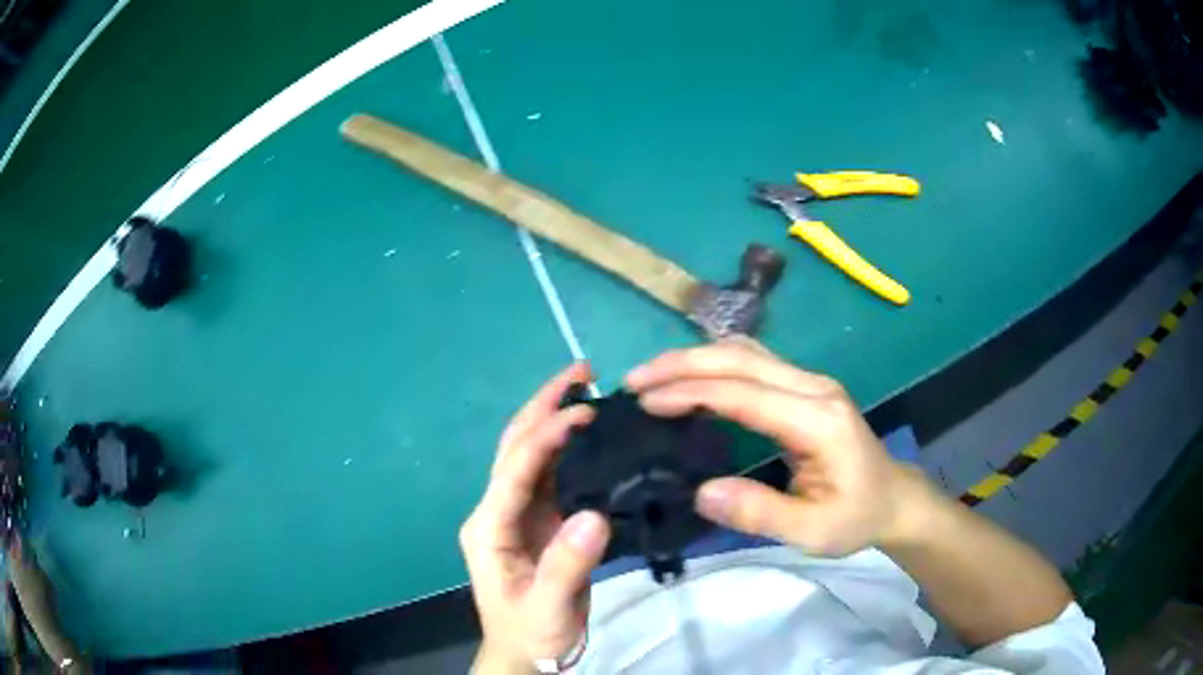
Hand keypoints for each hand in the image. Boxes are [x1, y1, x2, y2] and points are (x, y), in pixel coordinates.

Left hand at [461, 362, 610, 671]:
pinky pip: (551, 475)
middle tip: (582, 370)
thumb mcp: (549, 606)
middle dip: (543, 404)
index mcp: (490, 526)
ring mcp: (516, 514)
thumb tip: (593, 514)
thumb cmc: (532, 632)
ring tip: (589, 389)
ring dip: (555, 417)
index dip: (547, 435)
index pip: (516, 469)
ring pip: (532, 454)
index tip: (585, 411)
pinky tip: (592, 434)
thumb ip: (567, 564)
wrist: (526, 653)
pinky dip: (569, 447)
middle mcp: (497, 510)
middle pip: (515, 446)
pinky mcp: (537, 521)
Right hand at [626, 338, 929, 556]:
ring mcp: (811, 382)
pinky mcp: (805, 387)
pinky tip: (691, 377)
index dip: (692, 392)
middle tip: (635, 379)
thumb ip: (760, 512)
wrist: (893, 498)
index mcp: (818, 419)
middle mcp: (814, 387)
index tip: (646, 400)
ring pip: (746, 353)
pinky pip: (754, 363)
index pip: (745, 393)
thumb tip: (702, 492)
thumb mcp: (812, 530)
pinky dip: (715, 365)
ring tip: (652, 375)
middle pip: (742, 359)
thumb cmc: (855, 516)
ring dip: (696, 358)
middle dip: (683, 364)